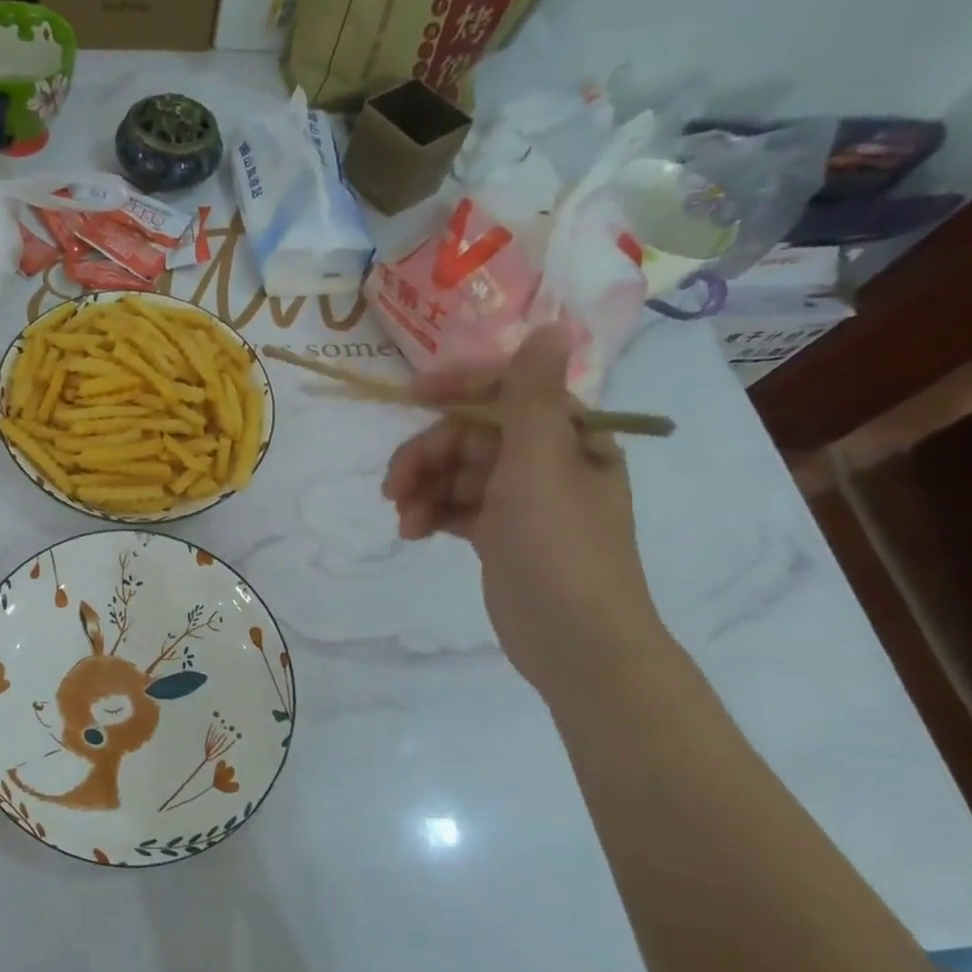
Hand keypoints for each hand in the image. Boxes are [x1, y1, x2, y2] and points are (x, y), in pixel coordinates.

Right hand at [382, 325, 665, 692]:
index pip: (508, 391)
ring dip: (424, 488)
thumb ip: (532, 399)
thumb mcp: (541, 469)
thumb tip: (547, 327)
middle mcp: (547, 461)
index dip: (460, 387)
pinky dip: (432, 513)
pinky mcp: (500, 533)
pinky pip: (456, 505)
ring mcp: (522, 500)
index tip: (411, 395)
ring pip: (457, 472)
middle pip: (472, 436)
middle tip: (395, 485)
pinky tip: (415, 532)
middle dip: (429, 455)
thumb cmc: (560, 551)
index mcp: (568, 438)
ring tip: (405, 520)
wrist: (576, 644)